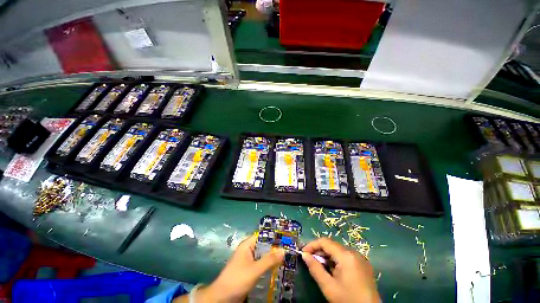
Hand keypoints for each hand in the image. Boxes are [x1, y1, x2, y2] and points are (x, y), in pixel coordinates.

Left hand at [175, 234, 284, 302]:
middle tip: (288, 250)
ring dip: (272, 257)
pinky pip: (260, 264)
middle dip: (274, 248)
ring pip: (262, 255)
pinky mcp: (248, 270)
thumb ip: (269, 260)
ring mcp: (248, 260)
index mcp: (247, 245)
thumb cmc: (237, 279)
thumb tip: (284, 250)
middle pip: (263, 246)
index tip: (285, 239)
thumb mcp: (255, 270)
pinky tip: (276, 268)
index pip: (262, 236)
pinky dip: (268, 265)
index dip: (273, 236)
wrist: (222, 297)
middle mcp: (248, 250)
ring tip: (285, 258)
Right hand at [302, 237, 379, 302]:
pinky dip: (336, 260)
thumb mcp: (328, 286)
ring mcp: (360, 258)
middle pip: (332, 245)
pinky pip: (346, 256)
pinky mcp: (363, 264)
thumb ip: (315, 268)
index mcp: (346, 256)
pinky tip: (333, 270)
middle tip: (310, 260)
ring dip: (327, 256)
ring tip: (320, 266)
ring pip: (338, 250)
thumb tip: (304, 255)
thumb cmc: (348, 300)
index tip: (303, 253)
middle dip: (319, 251)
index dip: (312, 245)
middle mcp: (354, 252)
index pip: (325, 242)